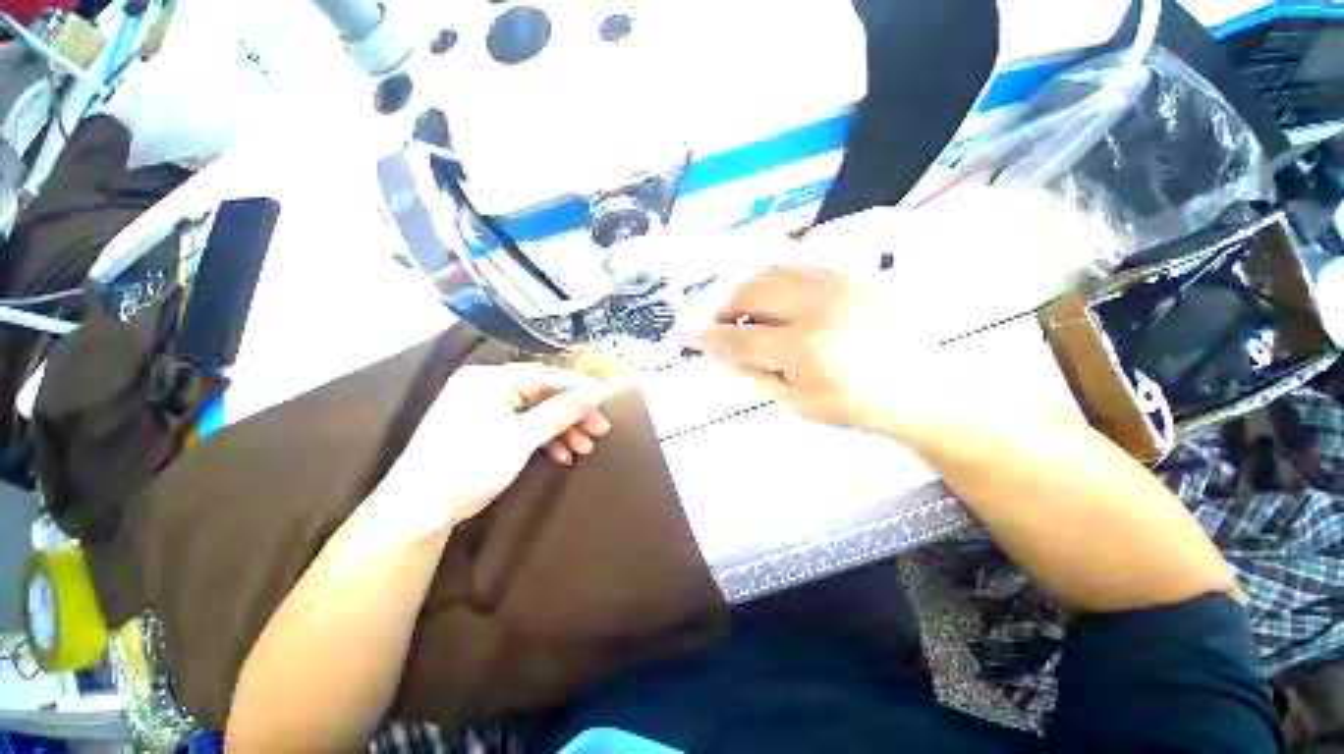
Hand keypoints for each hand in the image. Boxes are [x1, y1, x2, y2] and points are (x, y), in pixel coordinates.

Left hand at [374, 363, 612, 536]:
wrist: (418, 510)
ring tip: (584, 448)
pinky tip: (562, 455)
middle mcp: (488, 386)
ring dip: (563, 429)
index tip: (607, 399)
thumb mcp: (521, 438)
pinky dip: (545, 439)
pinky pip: (524, 425)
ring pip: (537, 411)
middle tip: (600, 430)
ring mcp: (487, 407)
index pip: (546, 375)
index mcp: (490, 379)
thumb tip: (595, 393)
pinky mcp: (487, 427)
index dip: (579, 387)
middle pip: (544, 394)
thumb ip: (561, 412)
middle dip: (574, 414)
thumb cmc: (468, 466)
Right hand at [693, 265, 924, 436]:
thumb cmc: (853, 404)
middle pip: (749, 291)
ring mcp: (837, 282)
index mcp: (804, 350)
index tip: (691, 338)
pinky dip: (773, 271)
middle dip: (721, 305)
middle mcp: (817, 307)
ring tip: (737, 305)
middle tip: (716, 321)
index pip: (738, 338)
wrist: (917, 385)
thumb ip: (752, 373)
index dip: (708, 338)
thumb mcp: (795, 401)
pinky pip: (799, 259)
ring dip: (743, 285)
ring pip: (770, 268)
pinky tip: (768, 289)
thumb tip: (718, 351)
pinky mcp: (851, 271)